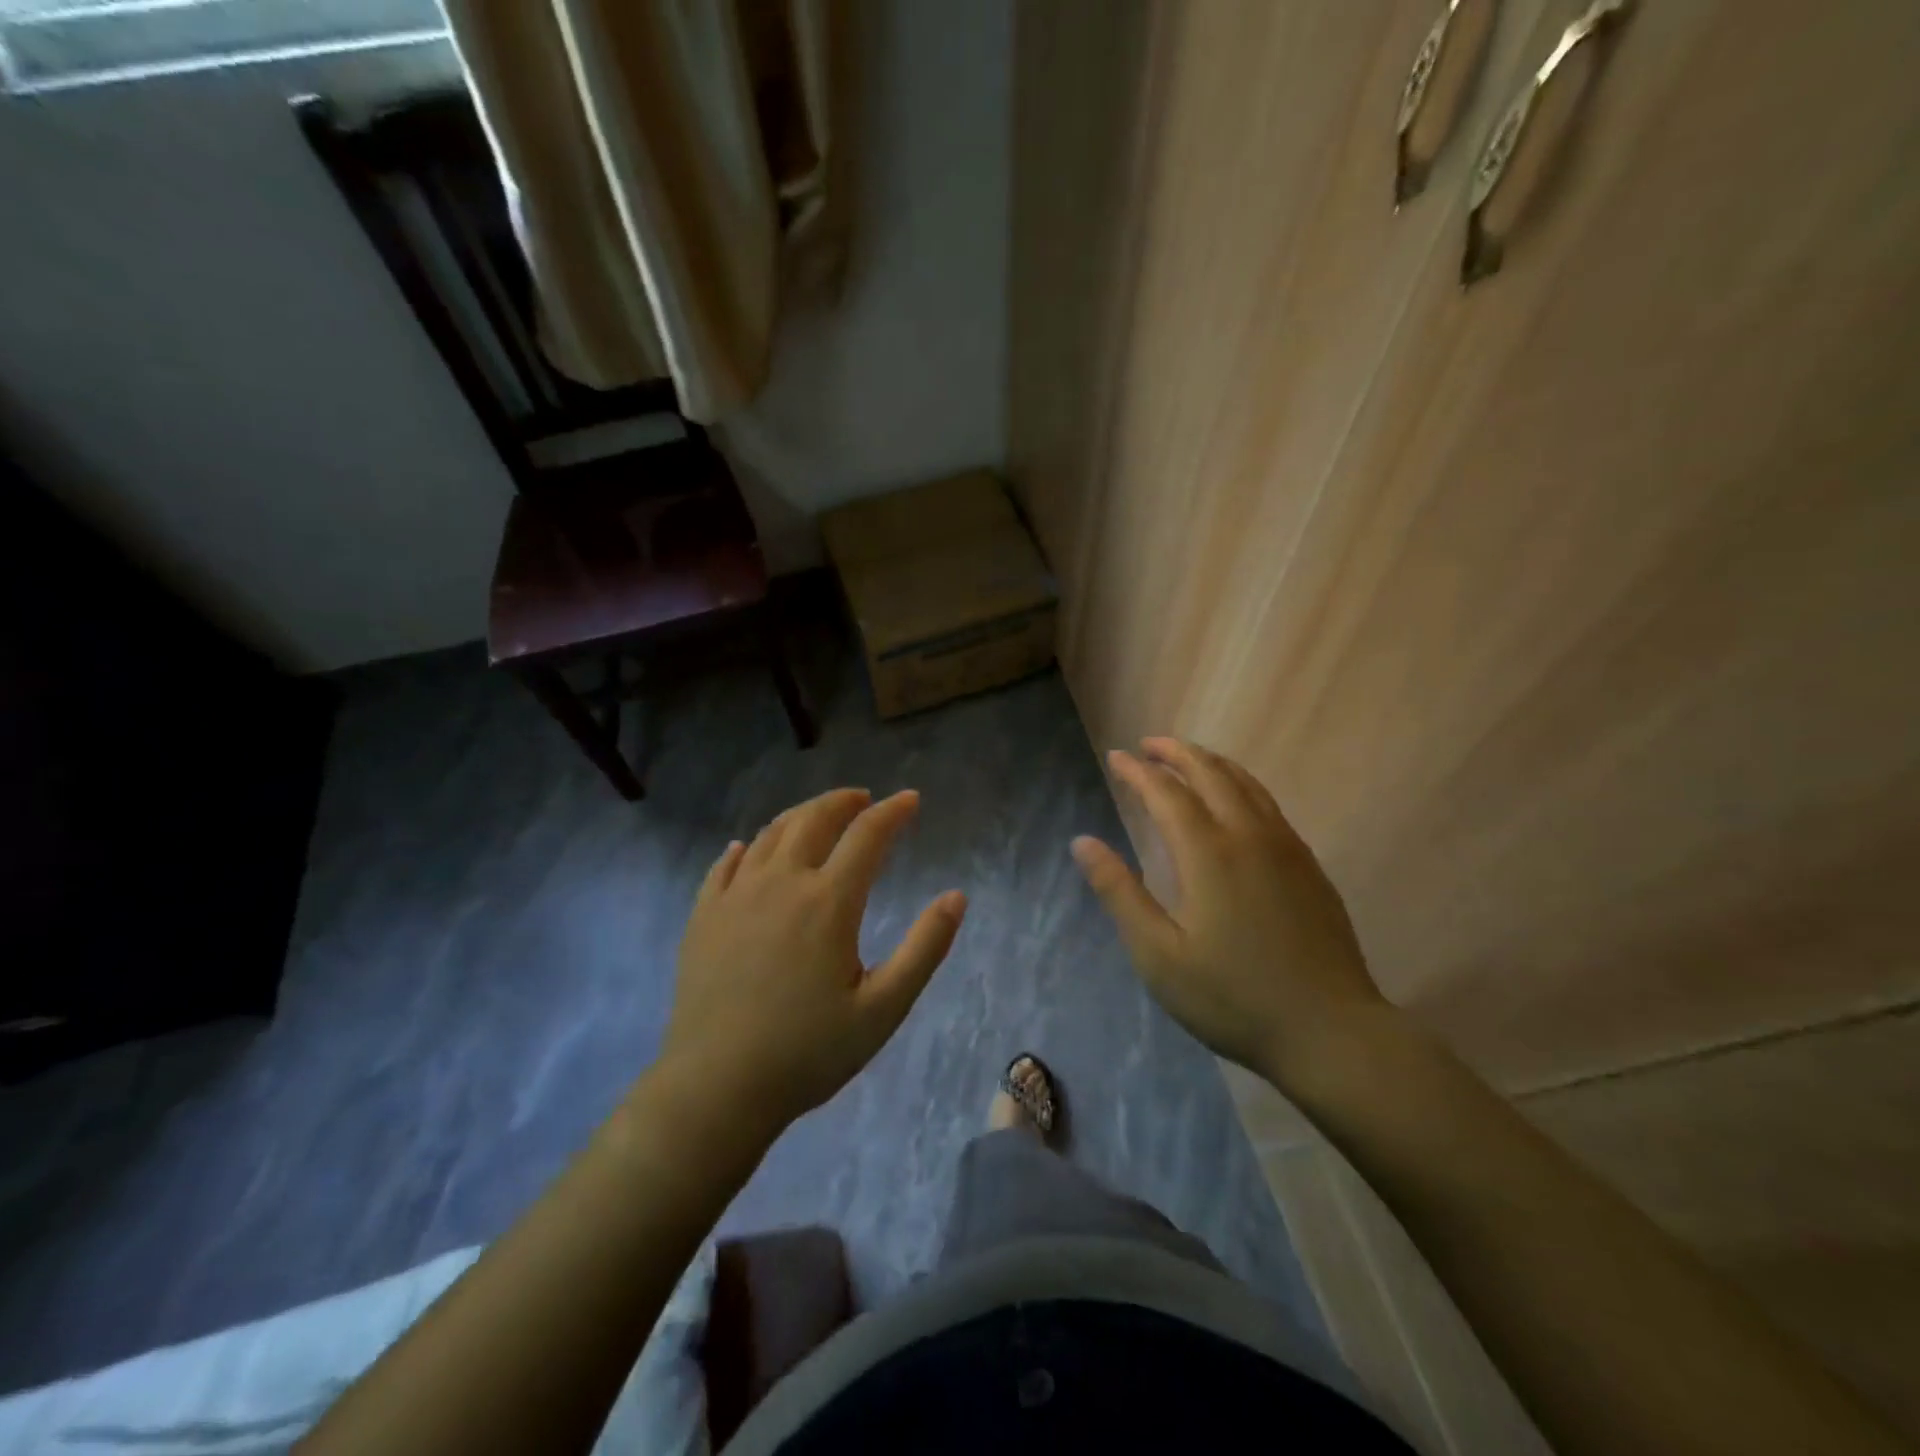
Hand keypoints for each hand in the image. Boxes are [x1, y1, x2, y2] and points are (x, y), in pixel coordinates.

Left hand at [661, 788, 965, 1138]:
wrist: (716, 1088)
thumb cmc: (808, 1052)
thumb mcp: (884, 1008)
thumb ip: (924, 948)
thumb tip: (957, 897)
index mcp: (829, 901)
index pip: (867, 835)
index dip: (893, 812)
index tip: (911, 800)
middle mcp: (781, 883)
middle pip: (814, 820)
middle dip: (844, 801)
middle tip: (863, 798)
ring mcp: (736, 896)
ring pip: (770, 834)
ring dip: (800, 815)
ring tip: (818, 815)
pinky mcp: (704, 916)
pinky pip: (725, 865)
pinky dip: (746, 847)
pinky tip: (748, 848)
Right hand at [1072, 738, 1387, 1088]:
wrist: (1330, 1032)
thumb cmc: (1232, 998)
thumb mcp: (1159, 955)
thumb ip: (1120, 893)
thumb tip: (1082, 842)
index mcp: (1208, 854)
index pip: (1166, 793)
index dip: (1137, 771)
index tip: (1116, 756)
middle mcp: (1249, 836)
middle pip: (1210, 774)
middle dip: (1176, 752)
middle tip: (1147, 745)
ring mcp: (1286, 848)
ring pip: (1246, 784)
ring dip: (1210, 763)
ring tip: (1186, 759)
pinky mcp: (1309, 865)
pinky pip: (1268, 804)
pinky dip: (1240, 784)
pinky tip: (1234, 800)